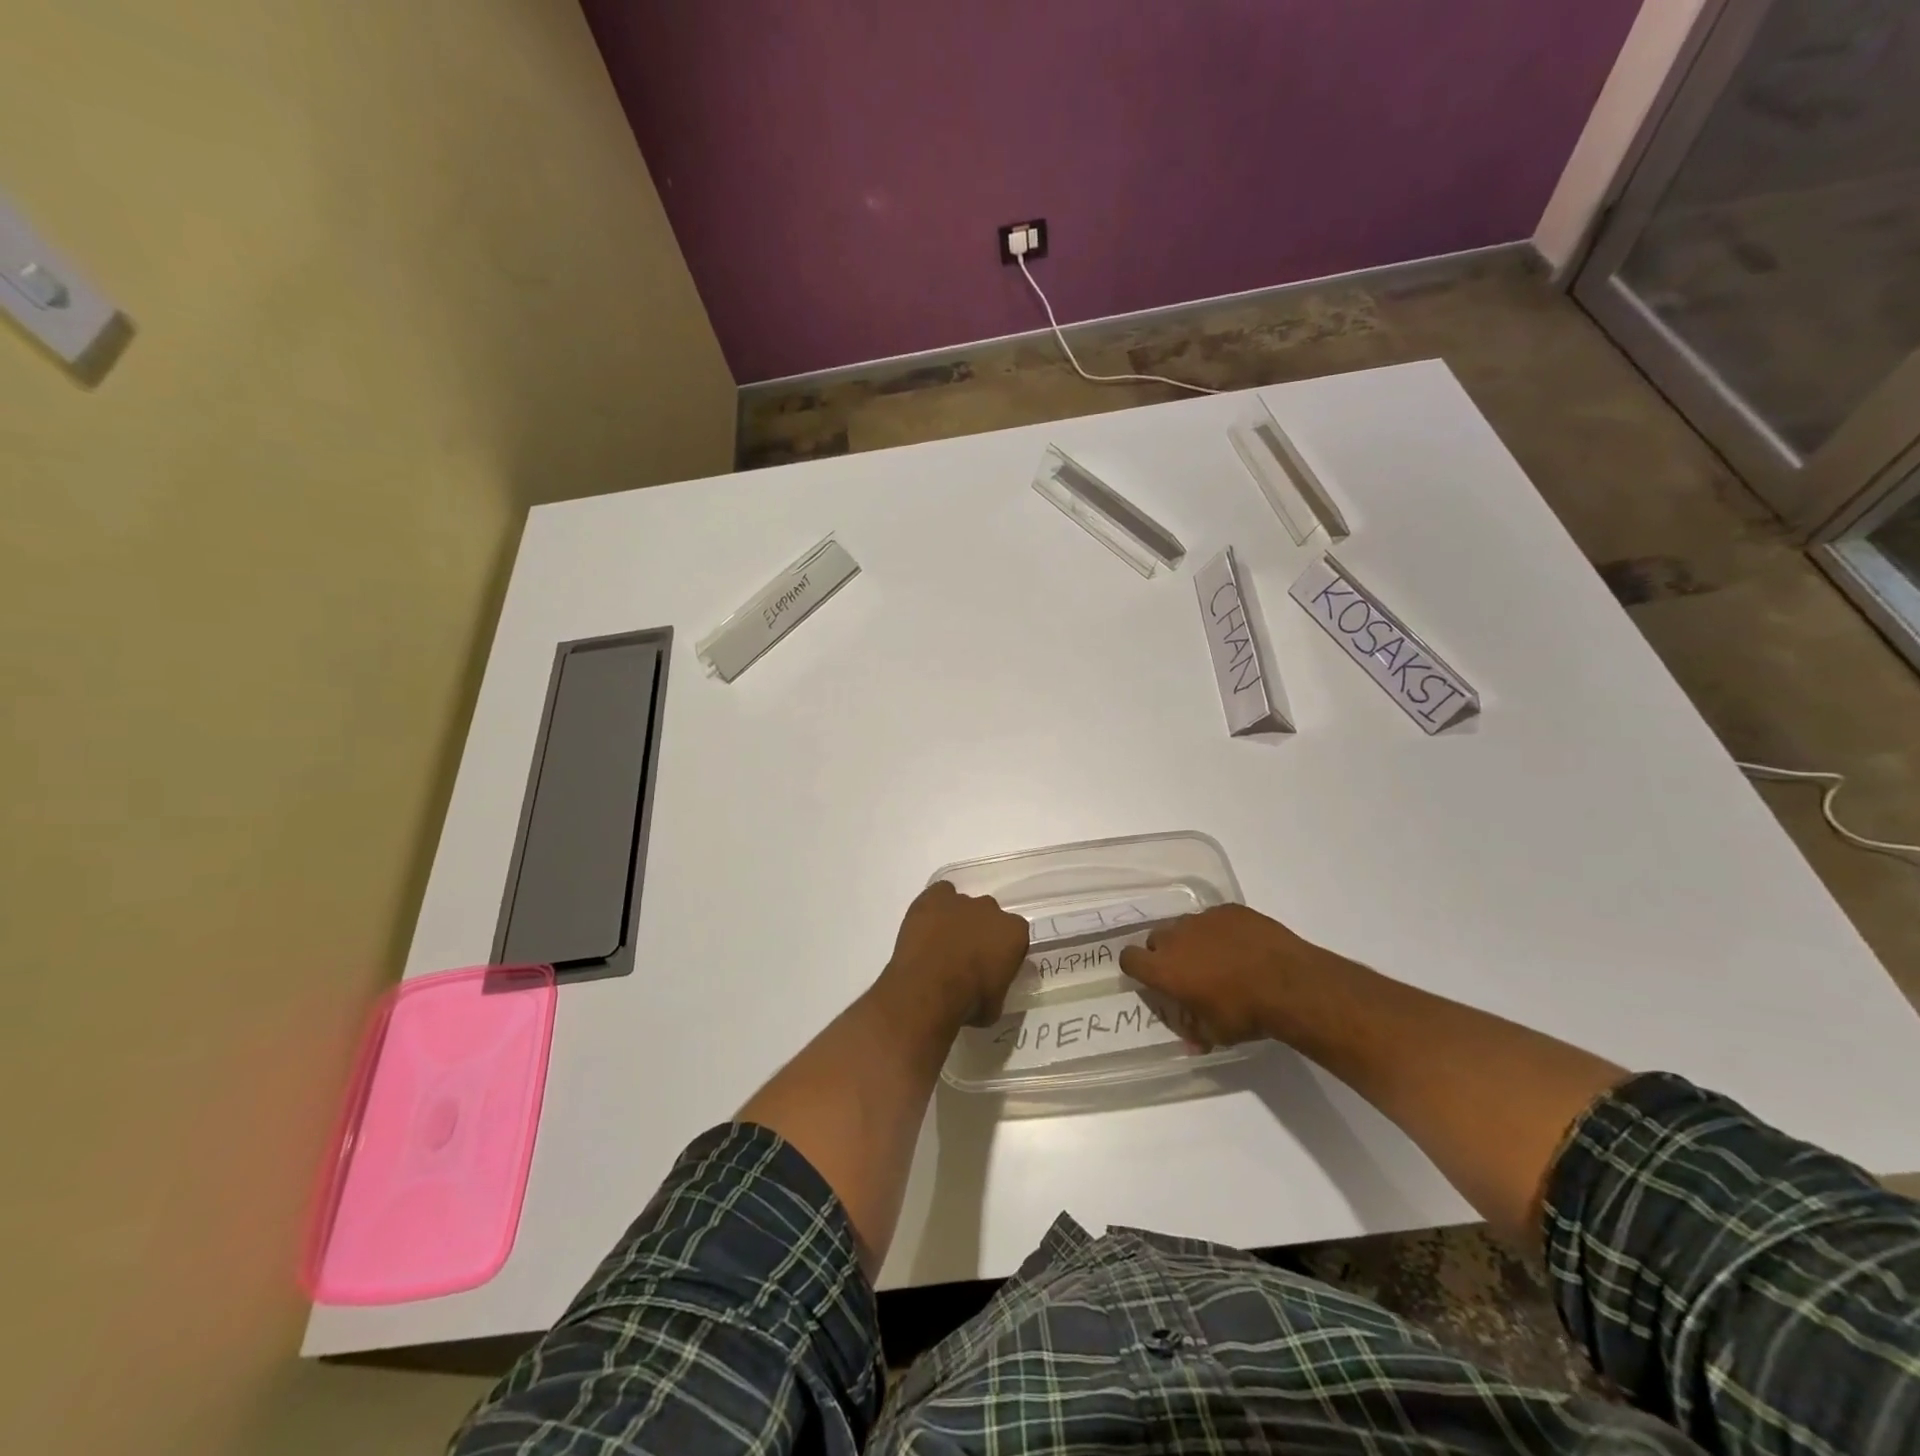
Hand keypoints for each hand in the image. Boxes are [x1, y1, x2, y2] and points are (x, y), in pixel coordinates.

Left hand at [877, 881, 1029, 1029]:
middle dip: (981, 932)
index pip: (1015, 935)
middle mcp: (991, 909)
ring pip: (963, 905)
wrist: (928, 990)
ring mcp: (961, 901)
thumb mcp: (995, 1005)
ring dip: (957, 920)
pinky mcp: (933, 898)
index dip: (1003, 951)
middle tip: (966, 957)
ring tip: (941, 944)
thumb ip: (998, 985)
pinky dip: (935, 905)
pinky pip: (940, 893)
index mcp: (1014, 932)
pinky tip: (928, 924)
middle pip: (989, 916)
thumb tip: (990, 986)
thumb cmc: (968, 1002)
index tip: (992, 967)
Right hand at [1119, 904, 1341, 1050]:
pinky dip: (1221, 930)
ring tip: (1219, 958)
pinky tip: (1242, 946)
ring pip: (1185, 926)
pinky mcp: (1228, 909)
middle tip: (1189, 972)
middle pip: (1156, 939)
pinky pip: (1214, 918)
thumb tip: (1191, 1042)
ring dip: (1193, 940)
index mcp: (1164, 968)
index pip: (1129, 958)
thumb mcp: (1217, 1033)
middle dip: (1166, 953)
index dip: (1137, 967)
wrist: (1289, 983)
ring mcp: (1202, 918)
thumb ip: (1196, 1032)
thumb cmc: (1245, 1013)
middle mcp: (1175, 937)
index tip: (1151, 977)